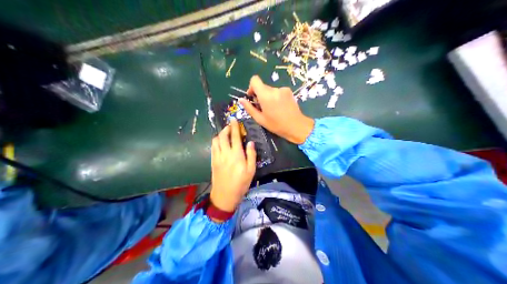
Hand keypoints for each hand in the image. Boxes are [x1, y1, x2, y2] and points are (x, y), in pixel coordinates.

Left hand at [210, 119, 256, 212]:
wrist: (225, 195)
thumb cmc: (241, 184)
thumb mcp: (251, 171)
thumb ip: (251, 155)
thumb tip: (250, 142)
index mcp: (236, 154)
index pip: (235, 136)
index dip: (234, 127)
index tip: (234, 120)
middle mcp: (225, 153)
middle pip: (223, 136)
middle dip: (226, 128)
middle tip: (230, 127)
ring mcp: (217, 156)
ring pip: (216, 140)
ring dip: (220, 134)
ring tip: (225, 134)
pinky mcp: (213, 161)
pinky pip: (213, 147)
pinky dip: (216, 141)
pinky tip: (220, 143)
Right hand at [238, 76, 312, 143]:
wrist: (297, 126)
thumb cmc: (277, 125)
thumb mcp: (260, 119)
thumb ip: (249, 108)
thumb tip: (241, 99)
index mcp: (266, 95)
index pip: (255, 80)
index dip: (251, 87)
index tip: (252, 97)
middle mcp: (274, 89)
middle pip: (263, 86)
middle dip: (260, 95)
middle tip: (262, 107)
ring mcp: (283, 89)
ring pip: (270, 90)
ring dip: (268, 97)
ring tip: (272, 109)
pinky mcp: (289, 91)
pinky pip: (278, 92)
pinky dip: (276, 97)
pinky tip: (279, 107)